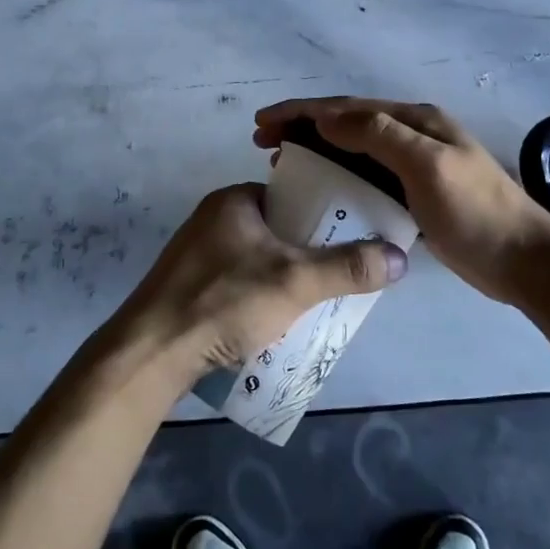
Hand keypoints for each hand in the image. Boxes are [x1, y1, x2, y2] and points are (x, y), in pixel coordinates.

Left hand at [116, 183, 406, 381]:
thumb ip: (347, 268)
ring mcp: (195, 253)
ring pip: (257, 259)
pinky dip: (258, 296)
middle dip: (307, 253)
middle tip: (338, 278)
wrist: (150, 353)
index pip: (291, 195)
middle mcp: (212, 218)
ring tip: (314, 303)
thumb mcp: (295, 282)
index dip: (323, 214)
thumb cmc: (224, 301)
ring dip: (284, 278)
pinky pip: (236, 282)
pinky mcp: (186, 286)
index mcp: (233, 200)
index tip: (350, 239)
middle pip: (276, 229)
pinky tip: (273, 322)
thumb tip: (399, 256)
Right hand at [255, 97, 549, 301]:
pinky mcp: (412, 195)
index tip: (262, 123)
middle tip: (263, 143)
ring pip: (352, 150)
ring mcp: (412, 165)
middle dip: (302, 128)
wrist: (524, 261)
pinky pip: (364, 177)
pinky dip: (336, 176)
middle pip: (345, 124)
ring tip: (281, 163)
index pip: (346, 108)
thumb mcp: (427, 165)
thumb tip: (326, 117)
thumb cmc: (475, 211)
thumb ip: (379, 135)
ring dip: (316, 151)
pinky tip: (319, 190)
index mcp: (414, 120)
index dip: (301, 111)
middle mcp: (410, 135)